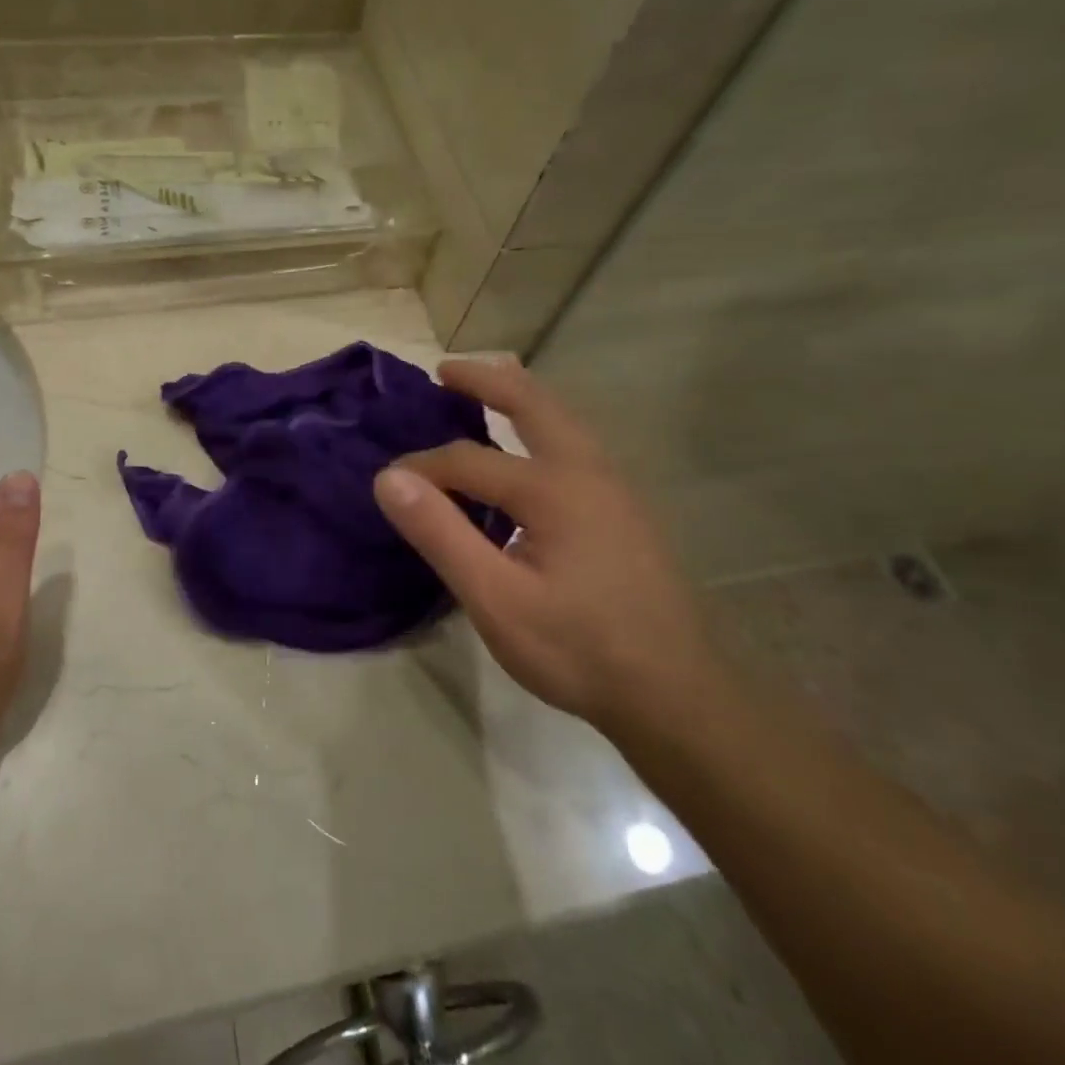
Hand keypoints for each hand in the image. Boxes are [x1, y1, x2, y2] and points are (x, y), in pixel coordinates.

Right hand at [373, 359, 712, 729]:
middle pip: (534, 404)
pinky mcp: (625, 511)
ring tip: (487, 390)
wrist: (676, 695)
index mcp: (553, 487)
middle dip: (487, 380)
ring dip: (521, 397)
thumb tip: (388, 478)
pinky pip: (575, 445)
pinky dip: (542, 425)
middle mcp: (588, 471)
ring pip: (563, 421)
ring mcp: (615, 489)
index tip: (388, 488)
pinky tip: (530, 451)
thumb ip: (440, 533)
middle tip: (446, 369)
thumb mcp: (495, 598)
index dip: (422, 469)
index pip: (467, 461)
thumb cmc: (578, 649)